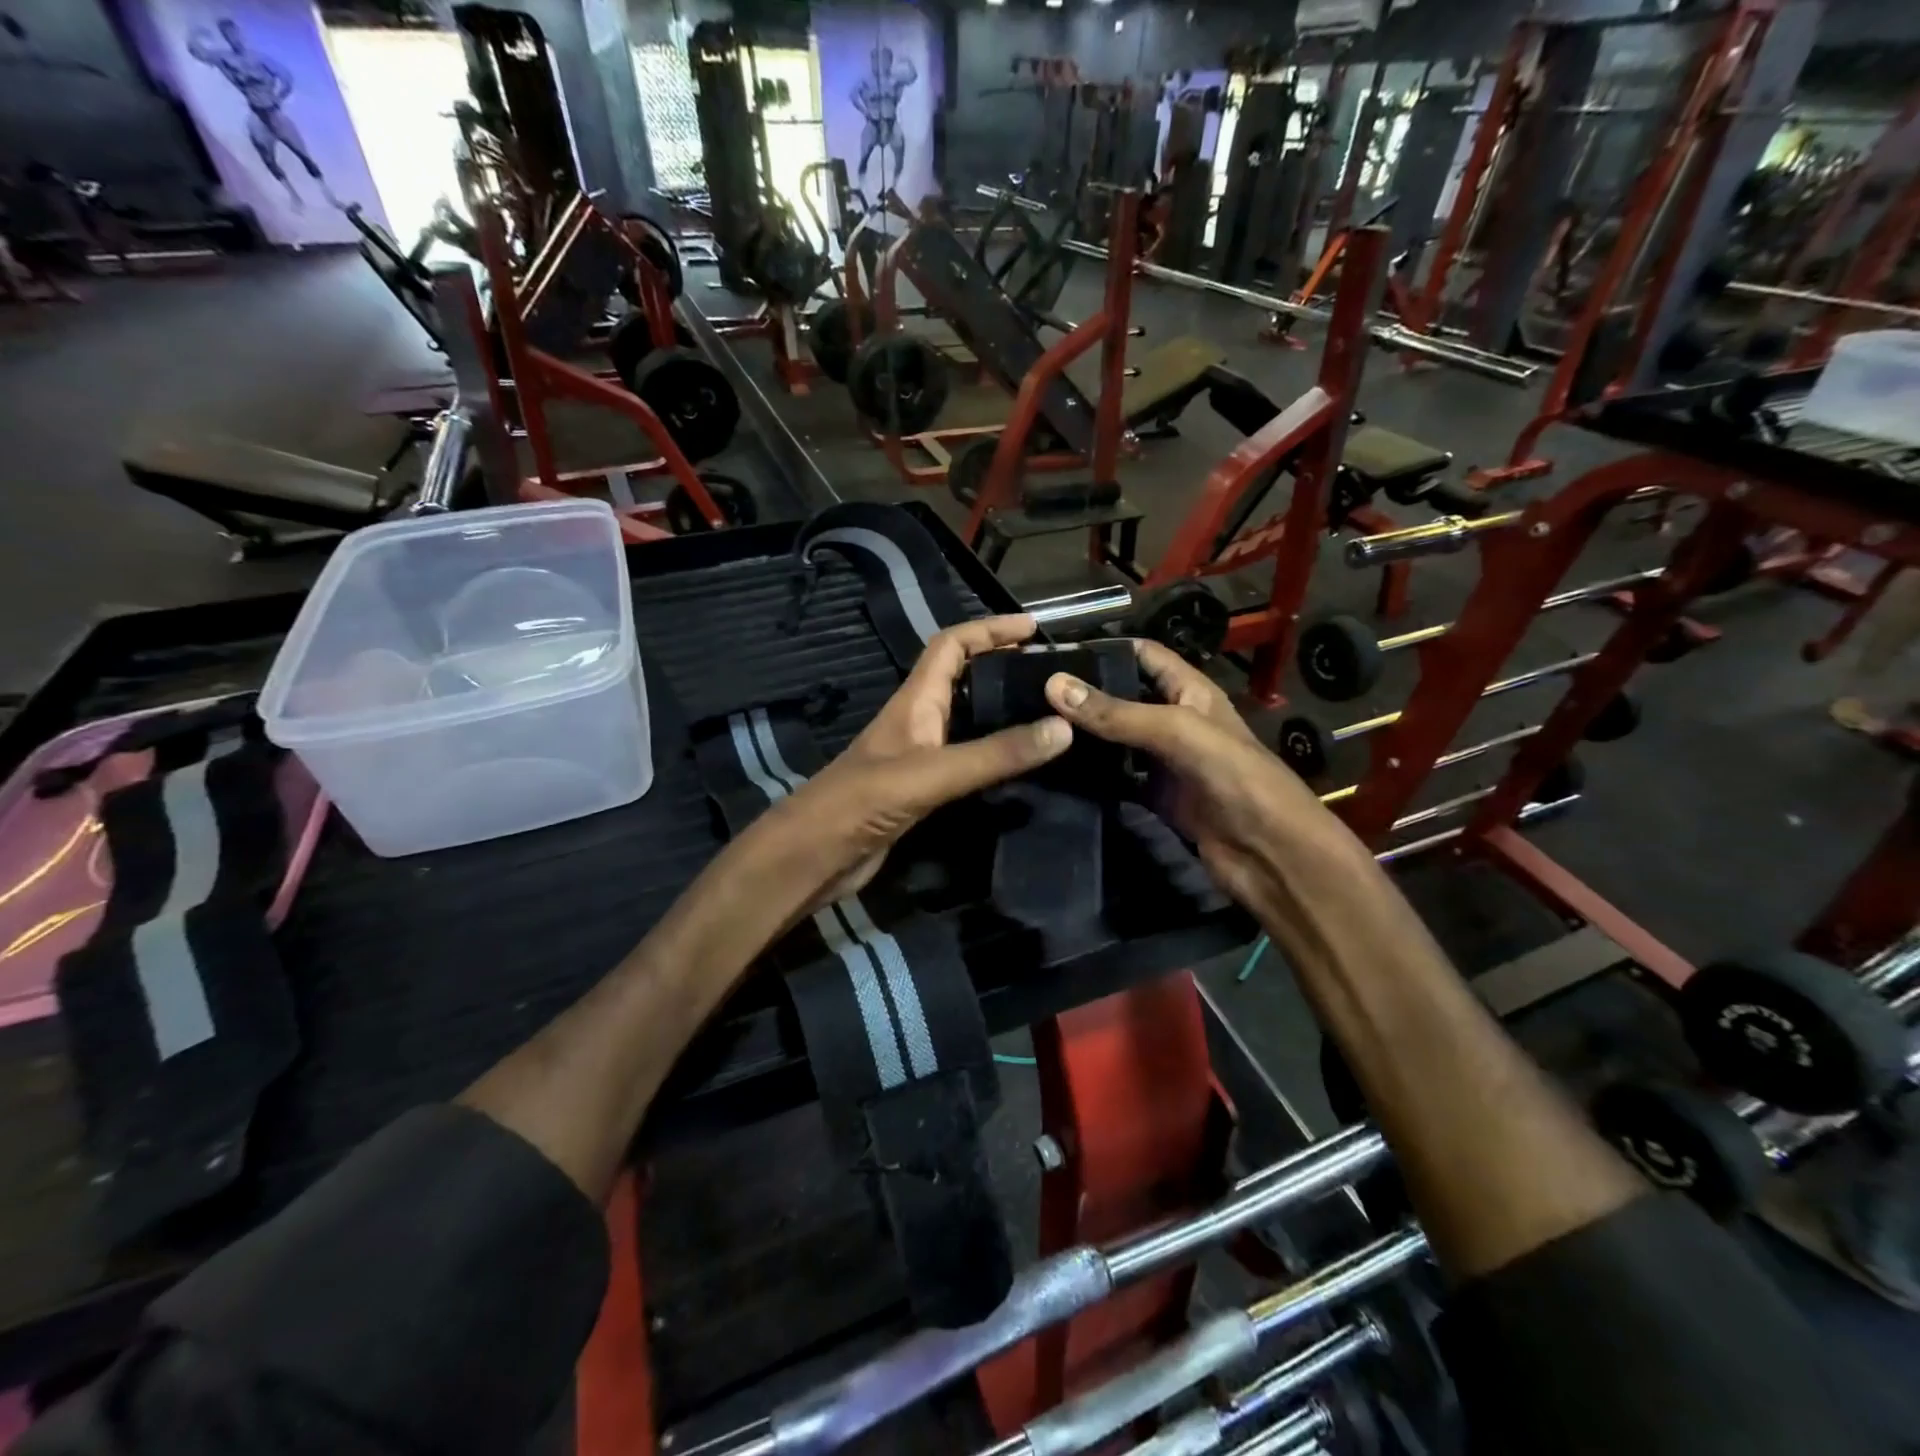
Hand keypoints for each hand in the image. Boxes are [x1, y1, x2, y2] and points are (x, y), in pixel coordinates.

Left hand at [751, 615, 1071, 918]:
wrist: (812, 857)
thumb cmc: (861, 802)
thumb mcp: (932, 774)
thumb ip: (994, 754)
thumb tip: (1063, 728)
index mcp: (914, 702)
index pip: (951, 646)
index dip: (989, 629)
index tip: (1033, 627)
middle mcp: (917, 722)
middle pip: (961, 679)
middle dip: (1001, 666)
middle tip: (1050, 674)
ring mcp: (918, 758)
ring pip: (965, 721)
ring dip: (1000, 710)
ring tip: (1047, 714)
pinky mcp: (921, 792)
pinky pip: (965, 761)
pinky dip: (993, 756)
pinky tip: (1019, 767)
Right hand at [1044, 640, 1366, 911]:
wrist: (1270, 855)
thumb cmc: (1235, 779)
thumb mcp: (1177, 733)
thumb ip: (1117, 713)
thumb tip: (1053, 684)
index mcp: (1190, 692)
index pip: (1143, 656)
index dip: (1105, 649)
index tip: (1052, 656)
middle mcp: (1175, 721)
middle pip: (1123, 698)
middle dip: (1084, 695)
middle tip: (1028, 696)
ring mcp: (1164, 762)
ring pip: (1116, 741)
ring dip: (1083, 737)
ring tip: (1033, 728)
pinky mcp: (1155, 798)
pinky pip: (1117, 780)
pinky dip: (1092, 776)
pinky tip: (1056, 772)